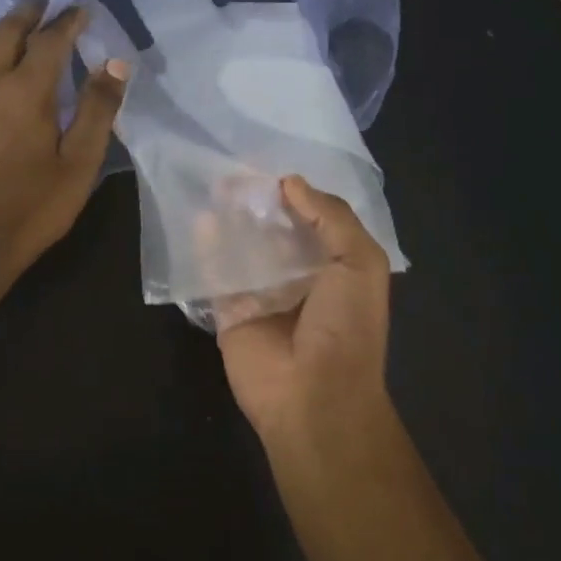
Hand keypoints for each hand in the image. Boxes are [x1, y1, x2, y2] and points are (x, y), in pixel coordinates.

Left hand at [0, 4, 129, 272]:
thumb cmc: (37, 203)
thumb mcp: (81, 160)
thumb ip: (98, 108)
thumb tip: (115, 63)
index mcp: (26, 90)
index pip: (50, 39)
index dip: (68, 20)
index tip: (81, 10)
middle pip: (5, 31)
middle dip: (28, 14)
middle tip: (44, 5)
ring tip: (6, 41)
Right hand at [216, 177, 391, 439]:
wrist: (315, 396)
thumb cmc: (346, 327)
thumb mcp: (360, 263)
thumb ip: (331, 217)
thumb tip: (290, 182)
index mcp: (334, 265)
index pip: (311, 218)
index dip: (293, 192)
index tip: (268, 164)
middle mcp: (297, 276)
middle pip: (272, 230)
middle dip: (256, 202)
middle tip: (233, 172)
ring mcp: (261, 294)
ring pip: (242, 247)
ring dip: (229, 219)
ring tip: (214, 185)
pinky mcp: (229, 311)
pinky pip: (215, 274)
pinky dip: (206, 248)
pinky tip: (199, 219)